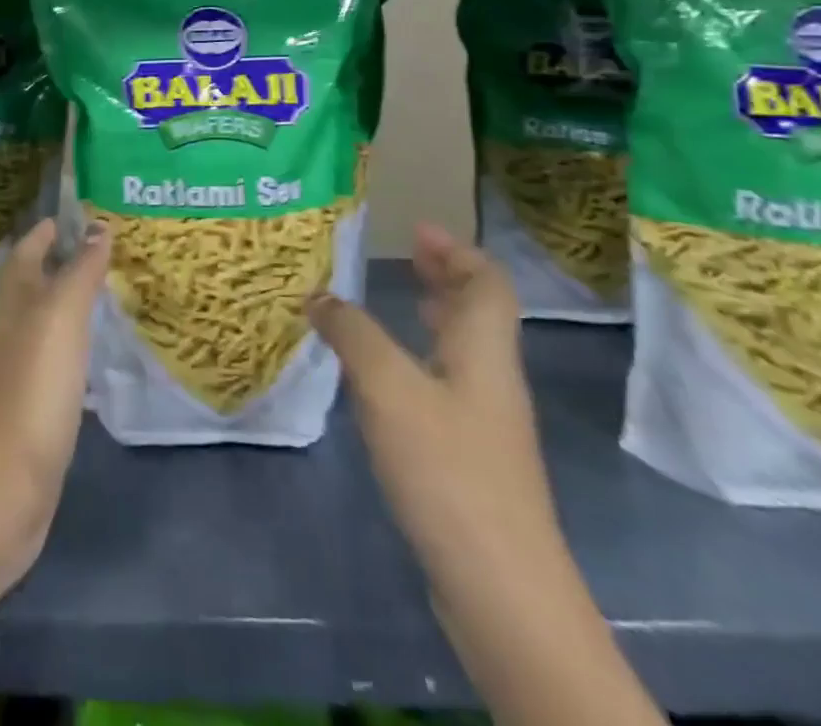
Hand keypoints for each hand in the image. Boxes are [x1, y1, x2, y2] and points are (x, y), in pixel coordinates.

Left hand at [0, 218, 109, 587]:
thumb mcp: (61, 319)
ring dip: (69, 306)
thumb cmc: (32, 390)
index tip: (79, 214)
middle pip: (34, 285)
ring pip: (45, 324)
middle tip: (105, 251)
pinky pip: (55, 365)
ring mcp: (18, 374)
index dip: (48, 231)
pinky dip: (74, 351)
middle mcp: (11, 331)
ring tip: (106, 296)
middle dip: (62, 264)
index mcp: (14, 303)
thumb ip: (80, 272)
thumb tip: (97, 227)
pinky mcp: (31, 412)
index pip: (27, 252)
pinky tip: (95, 360)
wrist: (1, 490)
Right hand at [309, 224, 558, 579]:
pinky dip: (418, 361)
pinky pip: (445, 386)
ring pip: (462, 351)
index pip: (488, 285)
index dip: (459, 251)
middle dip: (445, 278)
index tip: (419, 229)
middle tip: (406, 255)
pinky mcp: (469, 461)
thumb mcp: (388, 388)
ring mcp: (484, 425)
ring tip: (394, 302)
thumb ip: (352, 334)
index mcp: (484, 352)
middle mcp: (491, 381)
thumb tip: (320, 295)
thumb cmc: (448, 471)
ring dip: (433, 319)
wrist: (501, 591)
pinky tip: (383, 377)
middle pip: (479, 314)